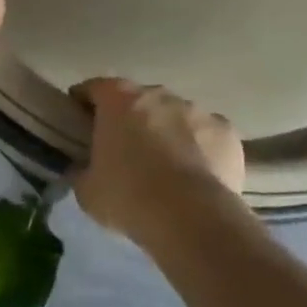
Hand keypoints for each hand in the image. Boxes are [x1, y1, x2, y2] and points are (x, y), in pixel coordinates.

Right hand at [72, 78, 245, 242]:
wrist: (191, 218)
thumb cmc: (129, 197)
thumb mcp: (87, 190)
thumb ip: (82, 170)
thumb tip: (82, 168)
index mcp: (118, 99)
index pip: (94, 88)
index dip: (84, 103)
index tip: (80, 122)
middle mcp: (157, 94)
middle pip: (138, 100)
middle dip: (131, 120)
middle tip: (125, 152)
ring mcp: (195, 109)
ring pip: (175, 116)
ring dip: (168, 133)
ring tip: (166, 169)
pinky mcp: (226, 131)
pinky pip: (207, 135)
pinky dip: (201, 149)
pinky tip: (198, 176)